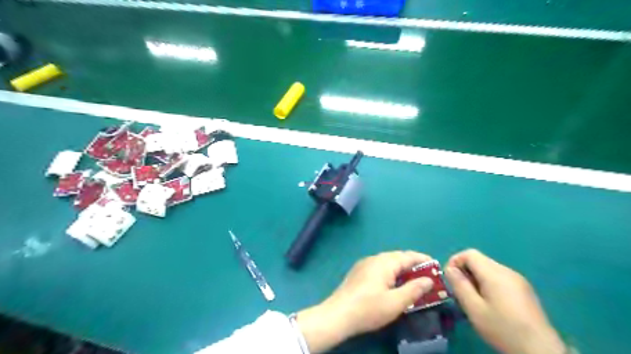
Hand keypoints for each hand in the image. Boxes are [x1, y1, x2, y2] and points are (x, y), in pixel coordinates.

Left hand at [296, 251, 434, 352]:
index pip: (408, 256)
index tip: (436, 267)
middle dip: (413, 265)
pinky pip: (380, 267)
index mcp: (384, 262)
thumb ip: (414, 289)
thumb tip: (429, 280)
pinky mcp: (359, 272)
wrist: (338, 314)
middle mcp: (374, 258)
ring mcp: (364, 264)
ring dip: (402, 269)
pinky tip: (393, 284)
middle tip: (427, 277)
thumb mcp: (396, 302)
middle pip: (398, 258)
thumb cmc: (369, 308)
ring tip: (413, 281)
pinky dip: (391, 273)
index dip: (423, 260)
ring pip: (388, 262)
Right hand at [443, 249, 566, 353]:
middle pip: (479, 260)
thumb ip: (459, 285)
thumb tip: (449, 269)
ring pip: (489, 269)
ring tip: (474, 299)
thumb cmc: (503, 329)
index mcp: (494, 273)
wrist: (540, 351)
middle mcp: (507, 271)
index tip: (450, 279)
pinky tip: (491, 304)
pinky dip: (488, 283)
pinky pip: (500, 277)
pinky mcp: (524, 289)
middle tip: (461, 292)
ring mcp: (518, 280)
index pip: (469, 254)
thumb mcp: (474, 309)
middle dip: (465, 271)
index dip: (455, 262)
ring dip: (476, 278)